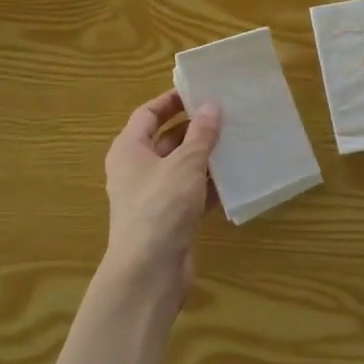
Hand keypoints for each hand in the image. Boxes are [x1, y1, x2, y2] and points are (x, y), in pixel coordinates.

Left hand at [101, 90, 220, 301]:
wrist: (148, 272)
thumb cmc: (161, 206)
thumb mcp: (184, 164)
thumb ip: (201, 134)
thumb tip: (211, 106)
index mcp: (129, 149)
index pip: (147, 114)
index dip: (170, 101)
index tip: (198, 91)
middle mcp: (136, 170)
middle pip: (165, 140)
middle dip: (193, 128)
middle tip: (224, 115)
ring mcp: (152, 197)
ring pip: (180, 168)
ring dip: (204, 157)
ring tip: (235, 141)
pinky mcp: (168, 220)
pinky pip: (190, 193)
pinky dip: (208, 186)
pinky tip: (234, 179)